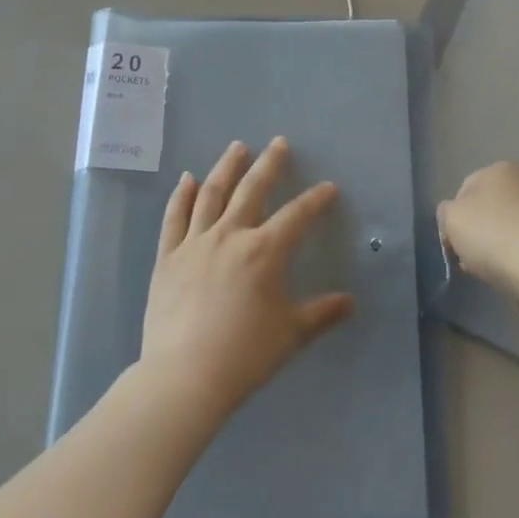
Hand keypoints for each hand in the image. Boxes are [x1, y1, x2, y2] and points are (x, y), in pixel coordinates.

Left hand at [141, 138, 353, 419]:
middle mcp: (230, 235)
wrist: (184, 375)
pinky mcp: (168, 257)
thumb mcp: (291, 334)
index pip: (297, 215)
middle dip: (269, 164)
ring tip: (237, 147)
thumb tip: (350, 302)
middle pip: (252, 190)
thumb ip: (321, 313)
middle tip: (278, 142)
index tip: (328, 187)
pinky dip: (180, 195)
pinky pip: (174, 218)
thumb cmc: (245, 354)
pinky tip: (186, 179)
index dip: (315, 199)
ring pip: (212, 194)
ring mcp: (195, 243)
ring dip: (226, 168)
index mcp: (264, 251)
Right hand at [437, 161, 518, 296]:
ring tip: (507, 273)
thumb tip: (456, 215)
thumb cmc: (497, 238)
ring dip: (511, 243)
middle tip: (478, 262)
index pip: (466, 190)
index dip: (456, 220)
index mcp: (500, 169)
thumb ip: (446, 212)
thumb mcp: (452, 221)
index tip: (455, 248)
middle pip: (497, 206)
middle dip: (486, 231)